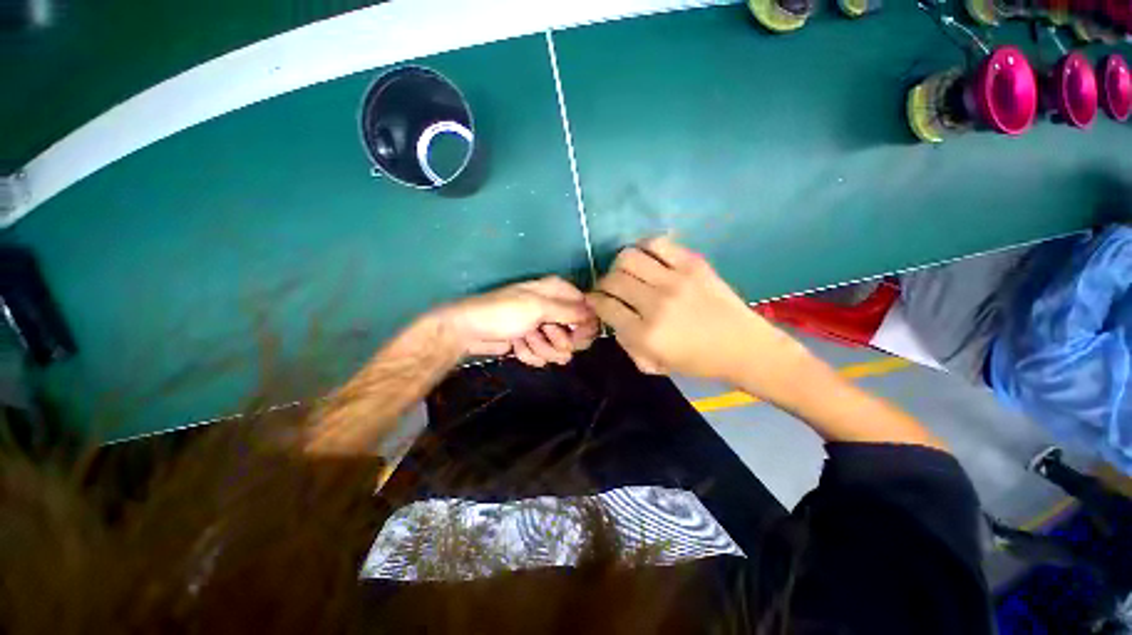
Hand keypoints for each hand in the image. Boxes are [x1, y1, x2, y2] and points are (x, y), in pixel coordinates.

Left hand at [437, 276, 598, 366]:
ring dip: (542, 348)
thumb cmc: (504, 312)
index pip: (585, 308)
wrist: (469, 330)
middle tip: (545, 335)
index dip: (584, 324)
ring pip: (559, 347)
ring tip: (524, 340)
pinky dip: (529, 353)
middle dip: (560, 340)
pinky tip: (516, 346)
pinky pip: (543, 354)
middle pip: (575, 331)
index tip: (577, 335)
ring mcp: (542, 327)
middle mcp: (552, 307)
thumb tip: (594, 315)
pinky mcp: (532, 342)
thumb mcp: (538, 308)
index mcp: (555, 291)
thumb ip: (569, 312)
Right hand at [586, 237, 810, 389]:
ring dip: (619, 265)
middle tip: (609, 288)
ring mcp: (675, 280)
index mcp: (646, 335)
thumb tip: (611, 316)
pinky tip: (646, 259)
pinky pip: (657, 244)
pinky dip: (644, 248)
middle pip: (613, 280)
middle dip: (603, 284)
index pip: (605, 306)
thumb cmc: (697, 361)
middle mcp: (656, 304)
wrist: (743, 346)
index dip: (594, 301)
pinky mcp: (693, 263)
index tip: (594, 299)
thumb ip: (625, 342)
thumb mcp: (653, 364)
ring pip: (628, 257)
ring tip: (626, 273)